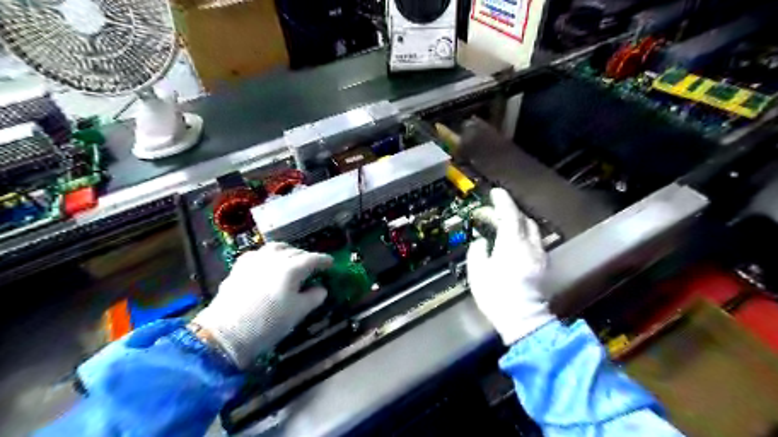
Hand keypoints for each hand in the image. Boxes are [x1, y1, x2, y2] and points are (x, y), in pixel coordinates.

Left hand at [193, 243, 332, 368]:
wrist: (225, 334)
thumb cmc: (268, 324)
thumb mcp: (298, 313)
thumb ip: (314, 297)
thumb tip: (321, 289)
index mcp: (291, 268)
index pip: (312, 259)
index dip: (324, 260)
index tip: (331, 263)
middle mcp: (274, 258)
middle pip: (295, 251)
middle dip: (306, 256)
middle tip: (313, 266)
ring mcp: (255, 260)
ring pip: (276, 247)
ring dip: (288, 252)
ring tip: (292, 260)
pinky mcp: (240, 266)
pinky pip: (259, 253)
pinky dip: (269, 255)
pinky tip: (269, 264)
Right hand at [467, 188, 552, 343]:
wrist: (523, 320)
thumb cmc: (496, 296)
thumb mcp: (478, 272)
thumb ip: (478, 251)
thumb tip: (482, 241)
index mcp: (512, 244)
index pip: (510, 215)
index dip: (503, 201)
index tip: (495, 192)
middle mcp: (530, 245)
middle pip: (523, 219)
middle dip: (507, 211)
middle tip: (490, 212)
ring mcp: (540, 255)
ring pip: (531, 229)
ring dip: (516, 222)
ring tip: (500, 225)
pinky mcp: (543, 264)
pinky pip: (534, 241)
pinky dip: (523, 234)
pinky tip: (513, 241)